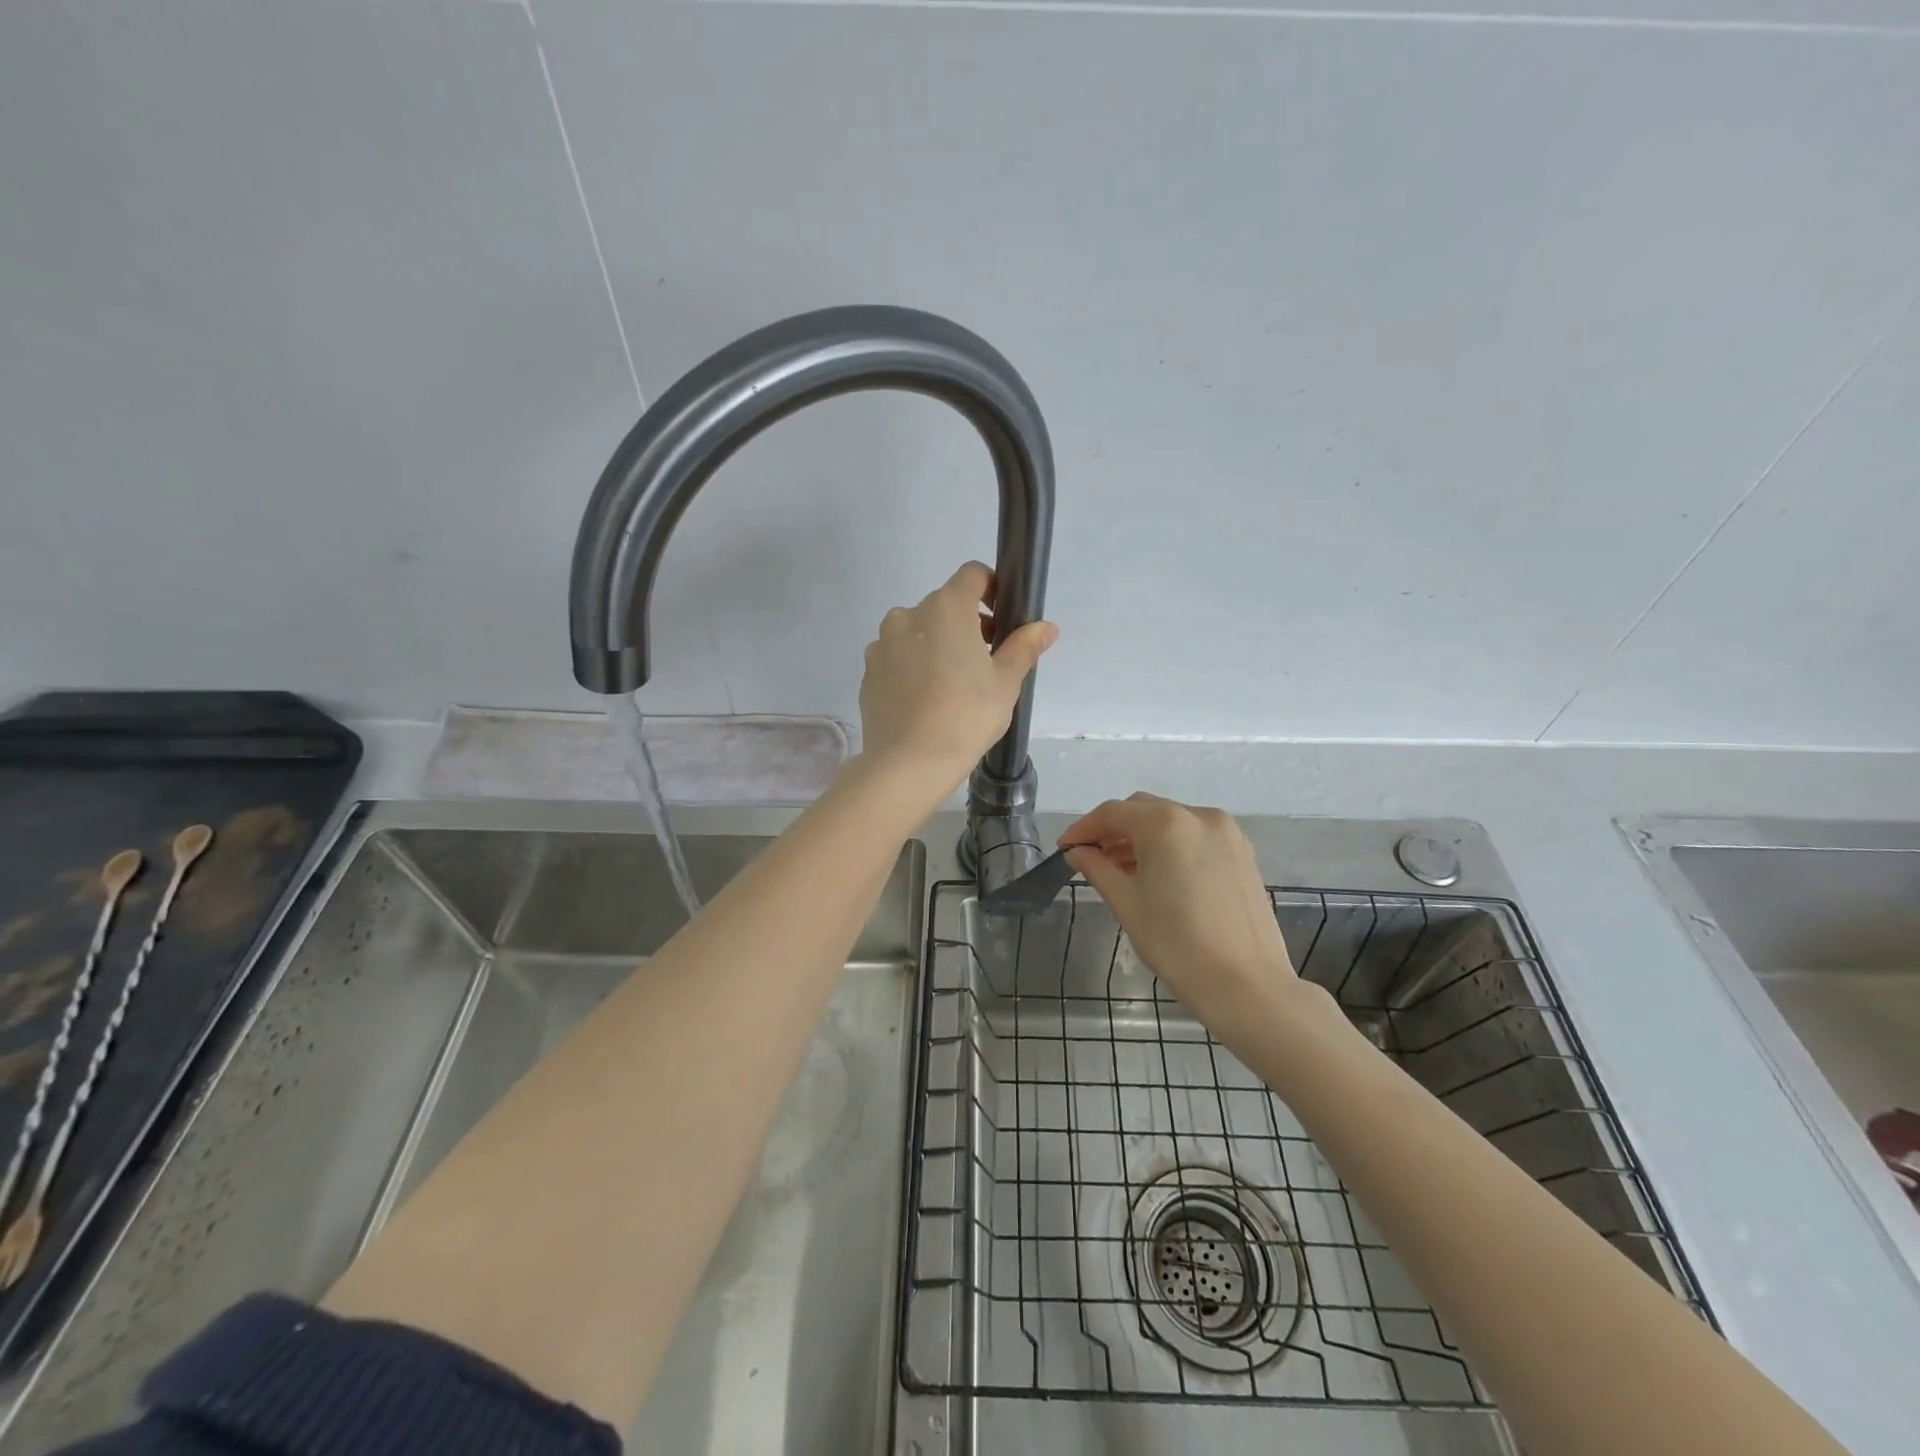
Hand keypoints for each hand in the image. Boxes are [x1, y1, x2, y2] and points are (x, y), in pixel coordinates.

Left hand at [857, 562, 1056, 799]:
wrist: (908, 763)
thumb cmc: (966, 716)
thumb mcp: (1005, 683)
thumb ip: (1024, 647)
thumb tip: (1046, 627)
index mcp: (946, 608)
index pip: (972, 575)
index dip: (991, 589)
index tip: (1001, 620)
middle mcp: (908, 615)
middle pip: (944, 605)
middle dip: (966, 625)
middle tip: (984, 663)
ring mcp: (882, 643)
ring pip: (918, 632)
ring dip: (937, 645)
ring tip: (952, 686)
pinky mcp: (868, 671)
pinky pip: (897, 657)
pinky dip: (913, 667)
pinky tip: (925, 701)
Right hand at [1062, 794, 1300, 1027]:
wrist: (1245, 985)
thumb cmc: (1176, 944)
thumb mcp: (1126, 903)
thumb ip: (1097, 868)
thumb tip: (1077, 852)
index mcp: (1166, 824)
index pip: (1112, 813)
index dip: (1083, 829)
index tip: (1065, 849)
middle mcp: (1199, 815)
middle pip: (1143, 810)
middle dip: (1113, 830)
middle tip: (1091, 859)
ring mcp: (1226, 832)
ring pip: (1170, 821)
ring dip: (1142, 837)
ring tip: (1122, 870)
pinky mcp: (1242, 852)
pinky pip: (1195, 836)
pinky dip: (1171, 845)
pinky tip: (1158, 874)